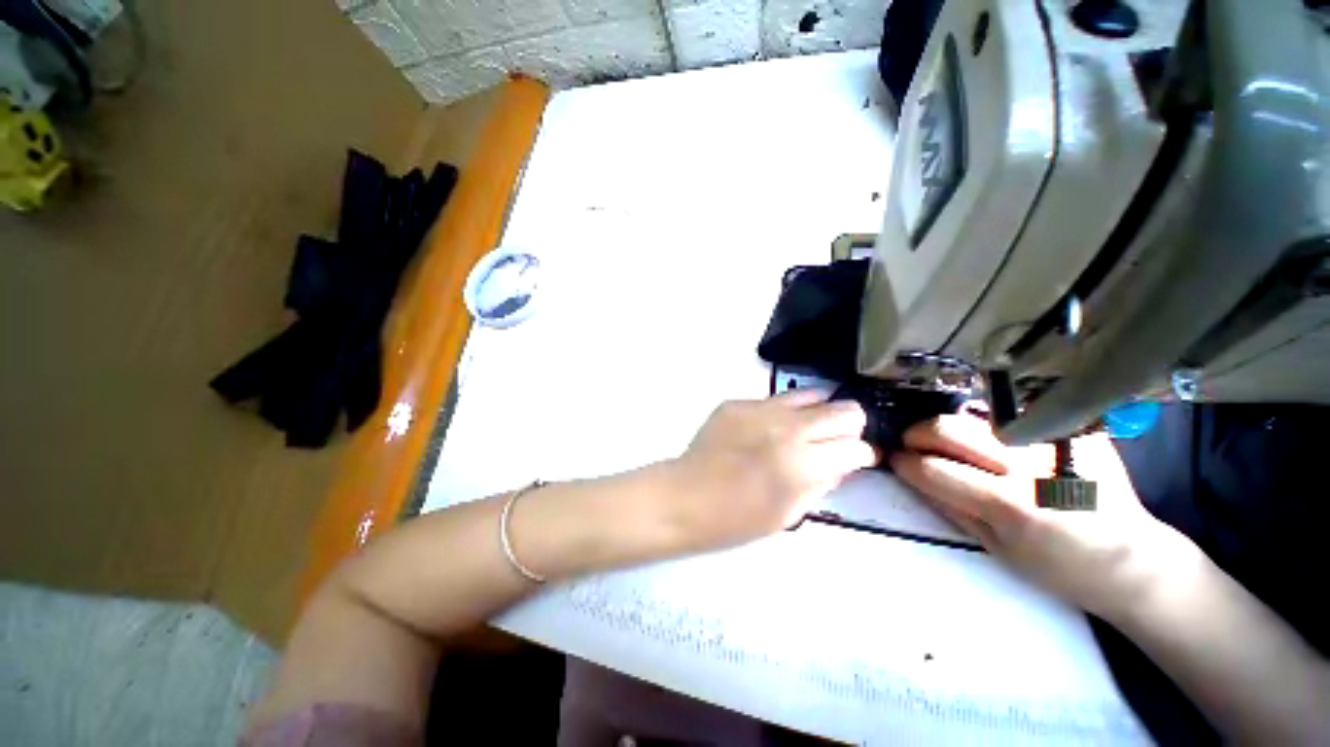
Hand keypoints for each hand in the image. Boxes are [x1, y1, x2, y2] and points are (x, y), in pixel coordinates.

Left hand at [664, 389, 875, 551]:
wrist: (685, 496)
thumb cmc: (736, 518)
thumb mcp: (790, 513)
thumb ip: (823, 482)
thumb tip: (843, 462)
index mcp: (802, 463)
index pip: (855, 445)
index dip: (861, 454)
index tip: (855, 460)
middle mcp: (786, 427)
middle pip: (843, 410)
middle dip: (848, 427)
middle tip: (835, 443)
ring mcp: (759, 409)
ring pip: (812, 394)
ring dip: (817, 413)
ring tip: (806, 431)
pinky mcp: (738, 402)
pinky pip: (774, 400)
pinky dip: (781, 414)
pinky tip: (766, 431)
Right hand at [890, 414, 1186, 620]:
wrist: (1133, 559)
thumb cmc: (1059, 567)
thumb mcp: (995, 549)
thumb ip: (948, 506)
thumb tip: (910, 473)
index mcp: (1012, 506)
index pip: (934, 468)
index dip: (905, 462)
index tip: (895, 460)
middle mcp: (1032, 466)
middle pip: (949, 428)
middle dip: (917, 434)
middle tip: (913, 444)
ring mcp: (1056, 442)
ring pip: (975, 415)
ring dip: (950, 428)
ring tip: (951, 443)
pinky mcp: (1075, 429)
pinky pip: (1013, 416)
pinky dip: (989, 425)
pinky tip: (994, 440)